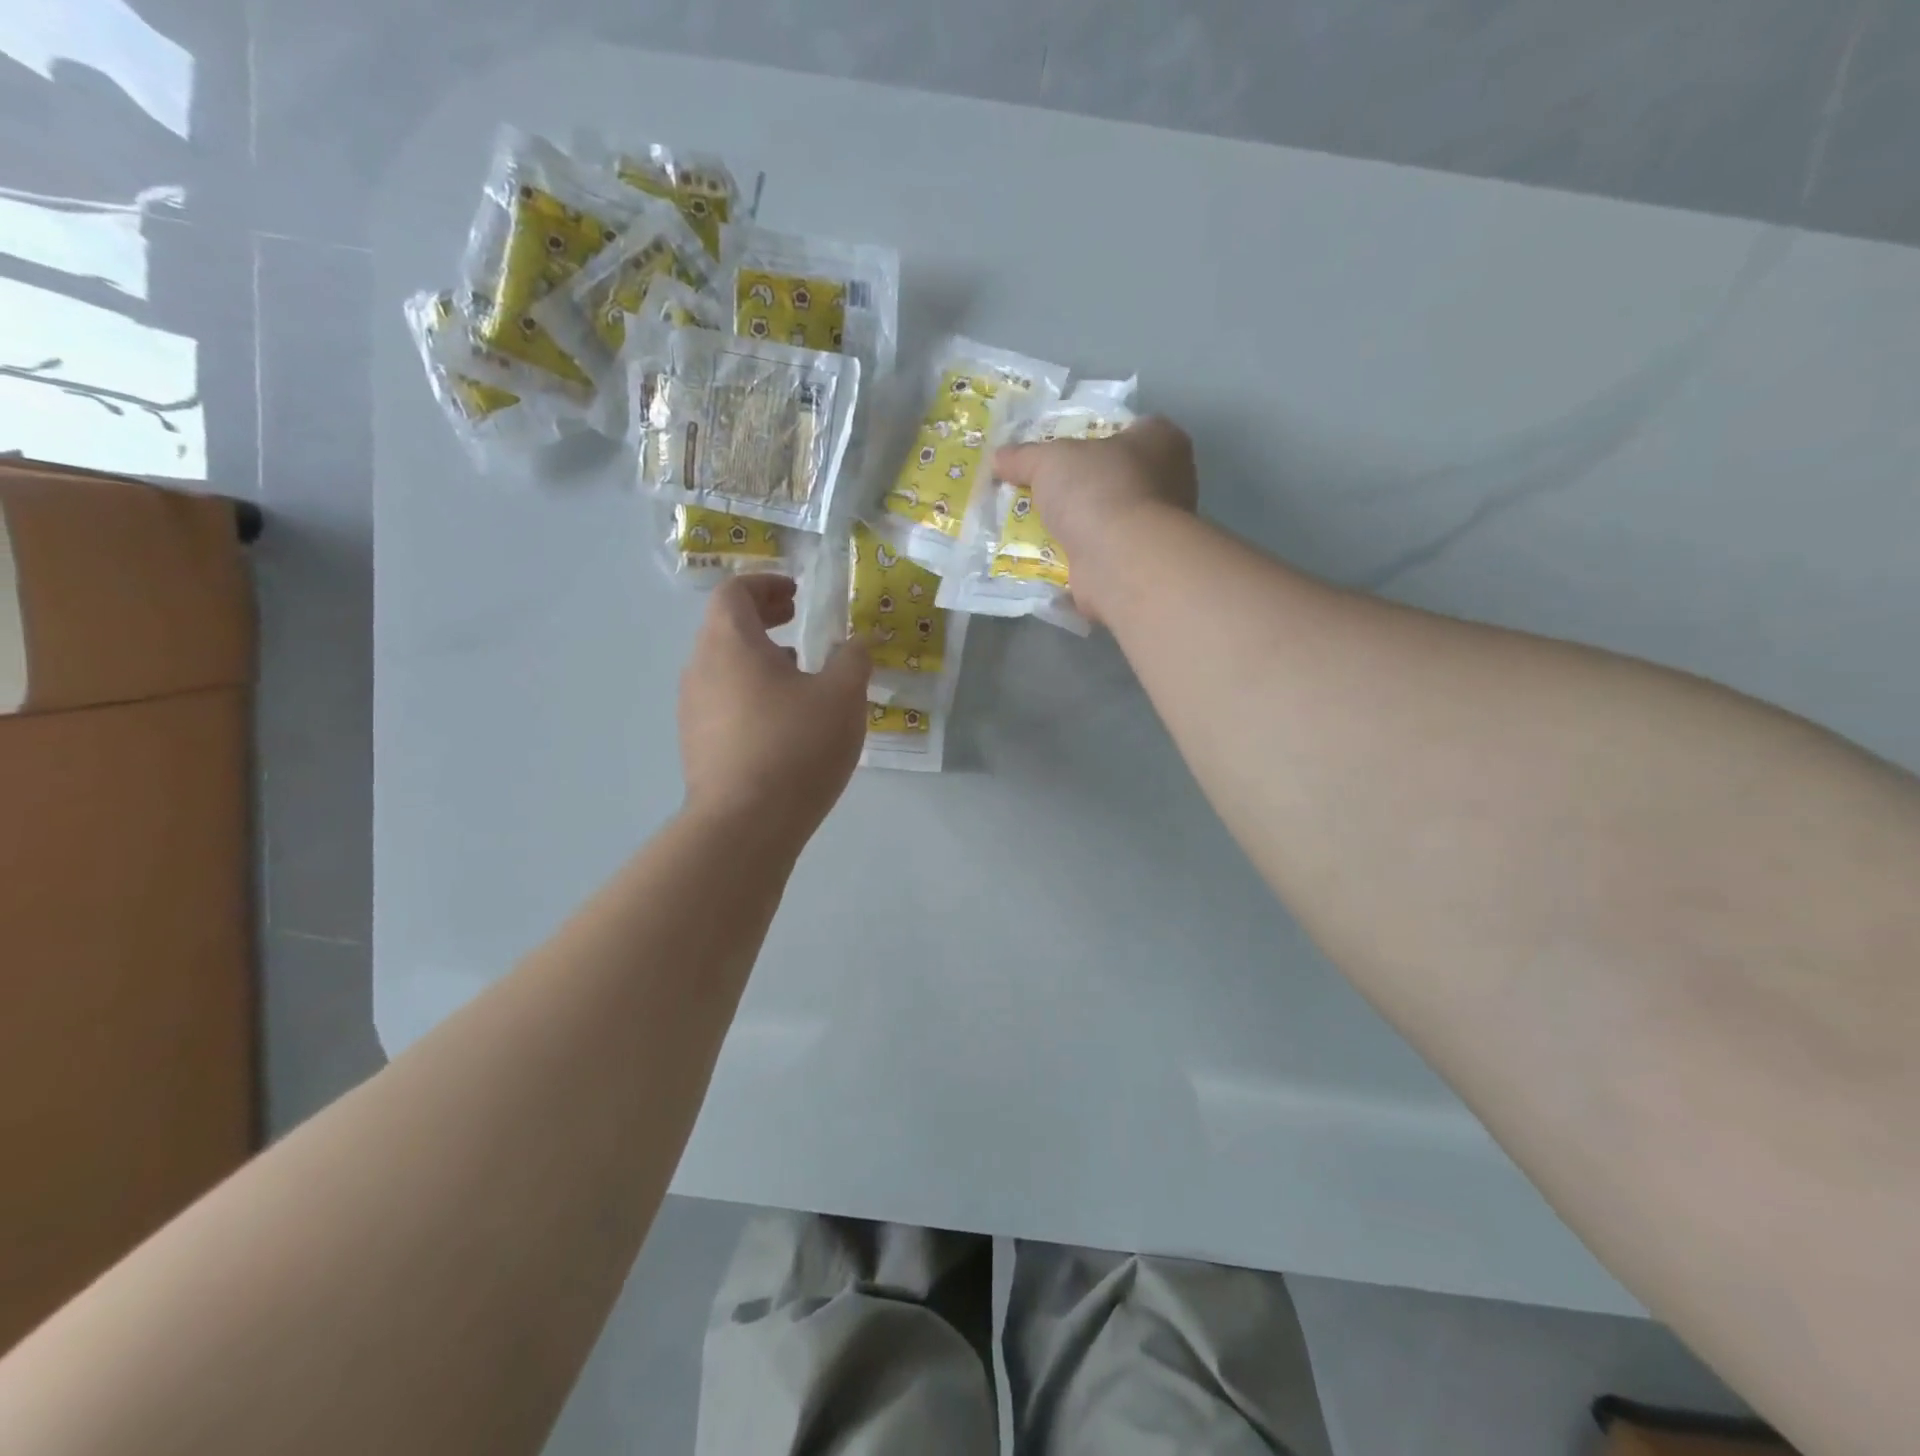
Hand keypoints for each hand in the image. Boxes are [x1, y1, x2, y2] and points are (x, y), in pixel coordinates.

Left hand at [679, 575, 870, 845]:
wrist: (744, 825)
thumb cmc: (795, 746)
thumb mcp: (842, 697)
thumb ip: (853, 659)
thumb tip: (855, 642)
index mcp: (730, 643)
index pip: (735, 592)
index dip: (766, 584)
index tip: (797, 594)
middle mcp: (700, 668)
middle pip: (725, 627)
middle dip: (764, 618)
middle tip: (798, 621)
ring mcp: (692, 709)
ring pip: (724, 666)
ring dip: (758, 658)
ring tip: (798, 673)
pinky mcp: (696, 745)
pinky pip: (723, 701)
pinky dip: (750, 692)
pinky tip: (783, 721)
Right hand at [993, 416, 1198, 623]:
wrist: (1120, 561)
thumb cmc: (1097, 491)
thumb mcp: (1050, 461)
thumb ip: (1024, 457)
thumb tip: (998, 458)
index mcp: (1162, 440)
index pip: (1130, 429)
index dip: (1096, 437)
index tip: (1064, 453)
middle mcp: (1171, 480)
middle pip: (1117, 476)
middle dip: (1083, 485)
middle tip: (1044, 490)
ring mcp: (1158, 527)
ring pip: (1110, 518)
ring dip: (1080, 524)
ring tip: (1039, 526)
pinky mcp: (1141, 563)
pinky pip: (1104, 552)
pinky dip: (1081, 555)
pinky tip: (1050, 557)